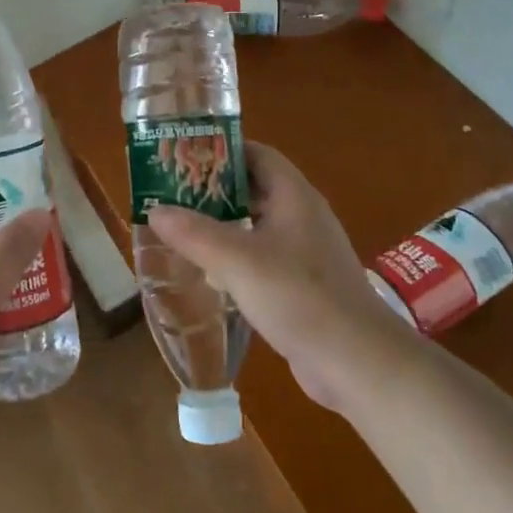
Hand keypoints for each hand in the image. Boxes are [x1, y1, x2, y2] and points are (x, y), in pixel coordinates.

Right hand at [146, 141, 410, 411]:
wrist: (358, 362)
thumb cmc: (298, 296)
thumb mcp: (237, 260)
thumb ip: (194, 233)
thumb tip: (155, 209)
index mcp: (293, 195)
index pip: (256, 154)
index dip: (221, 150)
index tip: (183, 157)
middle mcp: (302, 215)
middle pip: (255, 187)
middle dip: (215, 188)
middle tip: (173, 193)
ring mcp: (306, 251)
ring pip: (258, 223)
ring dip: (223, 223)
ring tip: (182, 228)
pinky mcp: (304, 284)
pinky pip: (264, 255)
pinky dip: (236, 254)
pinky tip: (210, 270)